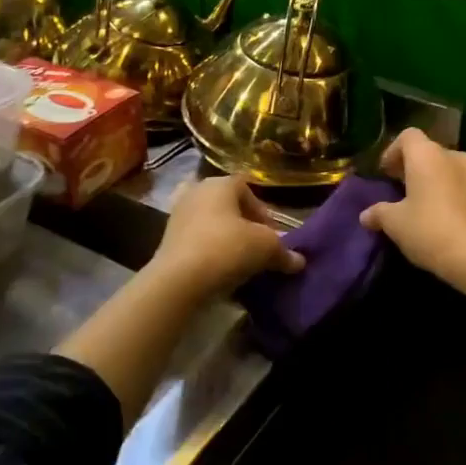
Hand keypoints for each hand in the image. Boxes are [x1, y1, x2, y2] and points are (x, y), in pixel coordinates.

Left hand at [146, 175, 305, 299]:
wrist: (179, 281)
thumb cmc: (227, 249)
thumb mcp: (266, 248)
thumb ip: (284, 252)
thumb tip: (298, 262)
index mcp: (219, 183)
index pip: (248, 188)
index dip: (263, 211)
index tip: (273, 236)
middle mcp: (196, 192)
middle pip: (229, 206)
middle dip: (246, 226)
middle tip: (259, 248)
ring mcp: (178, 216)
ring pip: (212, 225)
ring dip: (228, 241)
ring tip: (241, 263)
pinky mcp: (167, 241)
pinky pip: (198, 243)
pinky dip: (211, 254)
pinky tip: (222, 273)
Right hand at [359, 128, 465, 290]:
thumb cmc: (429, 229)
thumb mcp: (395, 223)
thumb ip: (379, 213)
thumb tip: (365, 215)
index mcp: (426, 155)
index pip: (407, 136)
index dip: (392, 151)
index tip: (383, 172)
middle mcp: (450, 157)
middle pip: (425, 150)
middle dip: (408, 165)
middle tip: (394, 186)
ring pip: (442, 167)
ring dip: (426, 179)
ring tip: (412, 203)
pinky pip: (454, 183)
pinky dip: (441, 191)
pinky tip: (432, 216)